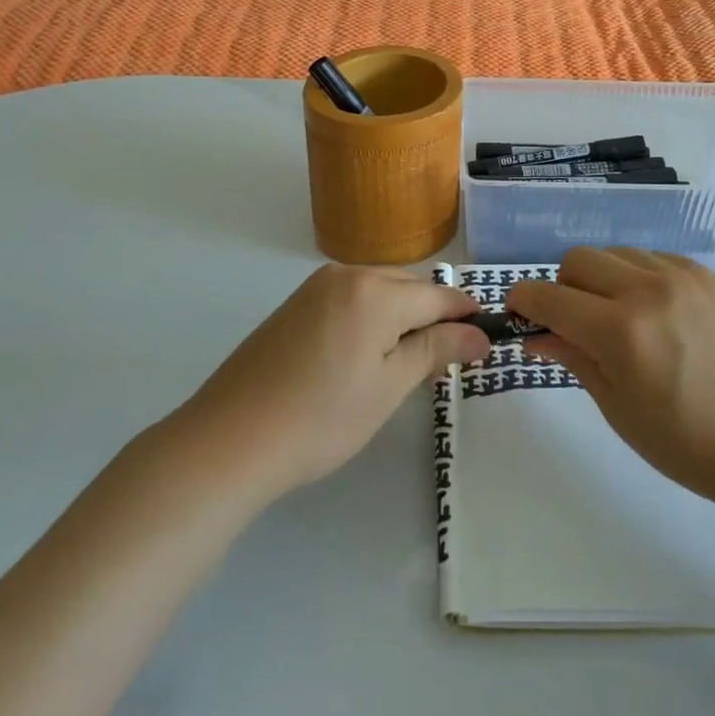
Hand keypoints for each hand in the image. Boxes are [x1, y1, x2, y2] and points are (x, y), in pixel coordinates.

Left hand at [178, 264, 489, 502]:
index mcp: (375, 291)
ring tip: (407, 365)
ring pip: (379, 292)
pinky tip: (365, 356)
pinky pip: (350, 300)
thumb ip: (436, 351)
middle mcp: (346, 275)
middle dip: (433, 318)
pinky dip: (371, 319)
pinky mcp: (294, 306)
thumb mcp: (389, 387)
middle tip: (445, 364)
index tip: (486, 342)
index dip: (466, 317)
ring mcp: (315, 288)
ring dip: (401, 318)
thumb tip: (479, 335)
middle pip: (408, 288)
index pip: (438, 296)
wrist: (228, 440)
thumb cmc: (320, 418)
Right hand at [507, 248, 714, 515]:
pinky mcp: (710, 276)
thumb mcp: (619, 409)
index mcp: (620, 332)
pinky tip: (657, 313)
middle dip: (563, 287)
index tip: (518, 313)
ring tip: (620, 318)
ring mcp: (683, 277)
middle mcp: (648, 290)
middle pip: (578, 260)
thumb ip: (573, 359)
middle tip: (575, 323)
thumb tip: (535, 334)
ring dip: (602, 279)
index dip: (523, 301)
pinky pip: (655, 259)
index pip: (548, 296)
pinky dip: (640, 277)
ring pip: (617, 253)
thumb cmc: (688, 443)